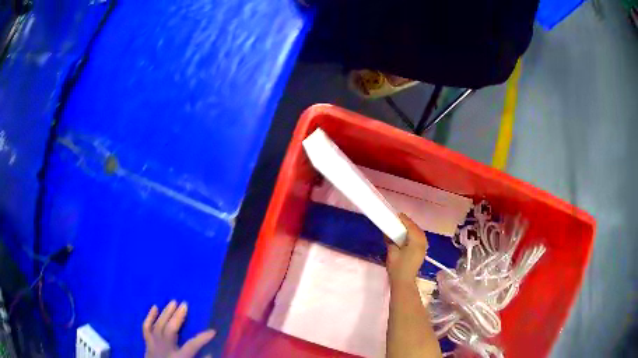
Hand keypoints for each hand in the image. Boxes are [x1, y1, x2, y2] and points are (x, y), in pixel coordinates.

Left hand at [143, 301, 215, 357]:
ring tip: (173, 302)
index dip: (203, 338)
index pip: (192, 345)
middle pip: (170, 330)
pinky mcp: (147, 343)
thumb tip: (211, 353)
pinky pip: (146, 328)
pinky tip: (154, 307)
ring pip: (158, 326)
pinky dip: (149, 317)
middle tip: (185, 304)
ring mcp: (154, 345)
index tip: (213, 331)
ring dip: (165, 313)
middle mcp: (165, 349)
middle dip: (178, 317)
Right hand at [386, 214, 428, 285]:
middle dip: (407, 223)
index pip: (410, 226)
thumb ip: (390, 240)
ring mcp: (424, 247)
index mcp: (416, 241)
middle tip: (397, 220)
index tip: (395, 215)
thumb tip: (387, 232)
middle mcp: (423, 242)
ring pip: (419, 232)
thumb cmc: (397, 268)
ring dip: (411, 228)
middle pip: (416, 228)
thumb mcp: (391, 253)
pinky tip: (406, 235)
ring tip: (401, 226)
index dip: (403, 219)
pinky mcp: (422, 251)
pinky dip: (413, 234)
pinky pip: (419, 237)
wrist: (404, 282)